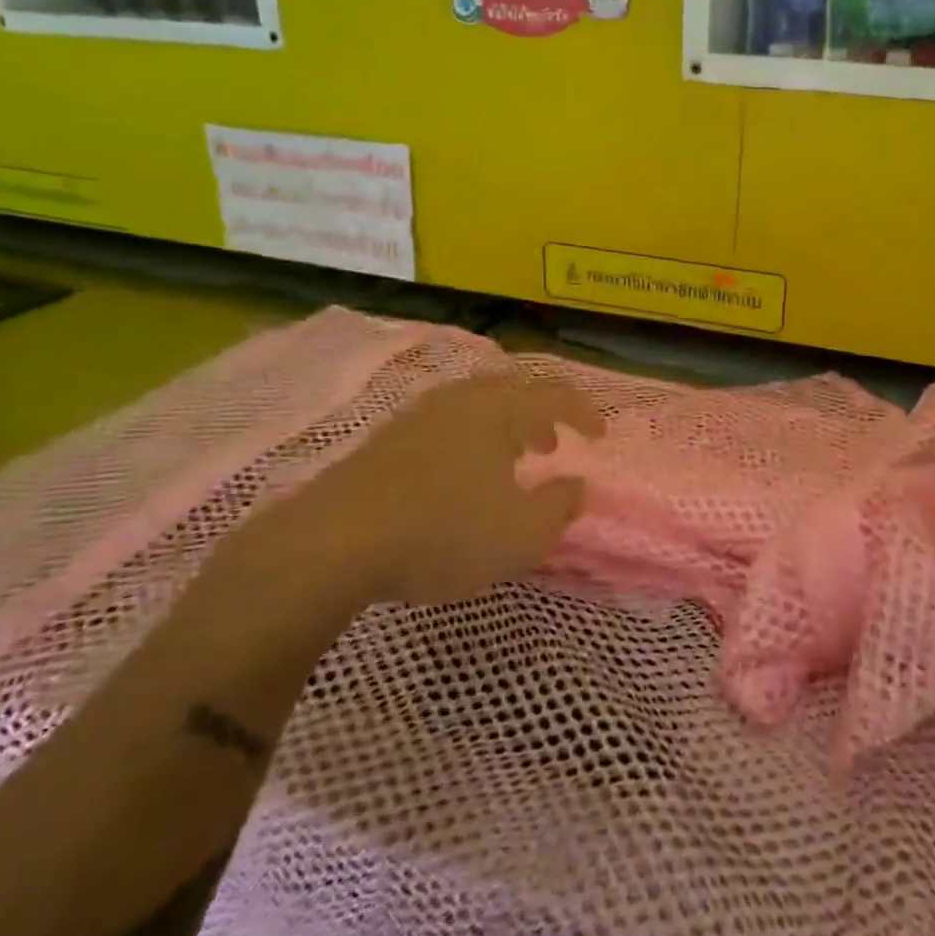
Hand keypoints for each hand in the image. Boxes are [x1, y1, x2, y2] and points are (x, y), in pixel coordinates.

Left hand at [273, 373, 603, 604]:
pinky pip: (445, 427)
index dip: (582, 412)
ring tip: (511, 460)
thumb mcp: (520, 534)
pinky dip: (469, 442)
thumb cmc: (443, 532)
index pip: (553, 396)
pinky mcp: (386, 441)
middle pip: (510, 393)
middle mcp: (459, 400)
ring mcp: (417, 417)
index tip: (600, 434)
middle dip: (538, 417)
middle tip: (552, 445)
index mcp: (497, 409)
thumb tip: (579, 486)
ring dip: (502, 430)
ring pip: (474, 409)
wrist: (334, 542)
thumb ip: (559, 508)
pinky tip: (460, 477)